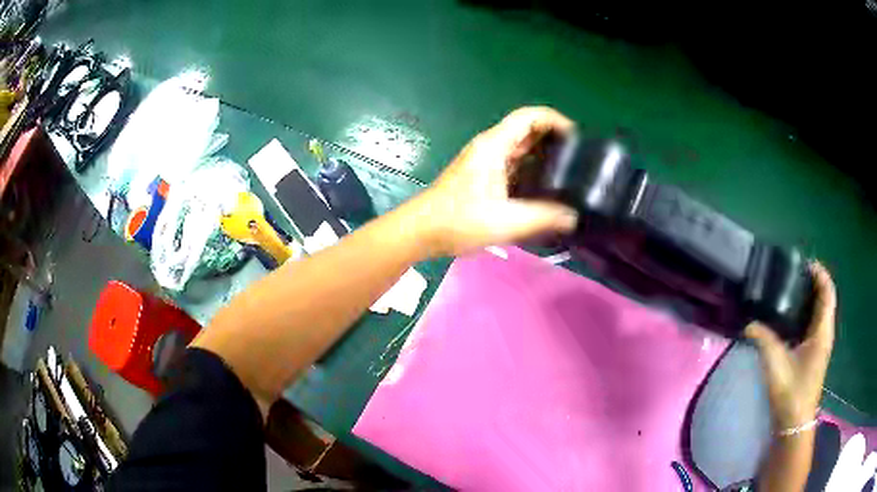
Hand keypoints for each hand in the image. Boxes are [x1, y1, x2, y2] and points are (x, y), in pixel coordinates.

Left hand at [414, 107, 578, 256]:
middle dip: (554, 140)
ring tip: (568, 174)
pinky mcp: (482, 177)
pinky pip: (513, 166)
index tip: (576, 136)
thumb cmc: (458, 221)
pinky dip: (530, 171)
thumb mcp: (506, 221)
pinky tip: (544, 190)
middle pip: (527, 131)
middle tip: (578, 159)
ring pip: (520, 150)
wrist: (420, 232)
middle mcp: (490, 148)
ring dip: (543, 157)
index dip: (554, 119)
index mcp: (494, 146)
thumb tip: (572, 217)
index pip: (529, 117)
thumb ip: (543, 218)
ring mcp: (484, 162)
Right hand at [745, 262, 836, 430]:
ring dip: (811, 299)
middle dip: (814, 283)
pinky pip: (815, 325)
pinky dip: (807, 314)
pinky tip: (791, 319)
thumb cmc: (791, 392)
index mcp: (822, 331)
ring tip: (792, 292)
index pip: (828, 292)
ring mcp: (821, 346)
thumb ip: (764, 340)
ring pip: (821, 312)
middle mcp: (825, 334)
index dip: (820, 274)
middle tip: (795, 275)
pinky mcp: (814, 355)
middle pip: (825, 299)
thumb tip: (749, 323)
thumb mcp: (776, 365)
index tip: (805, 263)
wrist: (794, 424)